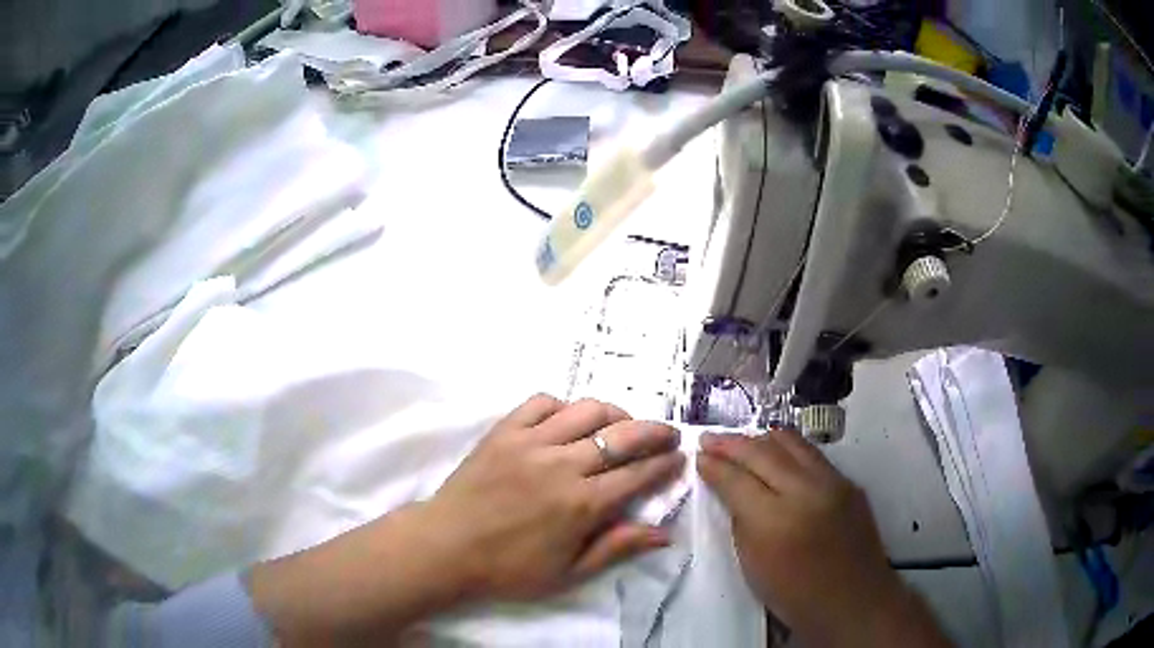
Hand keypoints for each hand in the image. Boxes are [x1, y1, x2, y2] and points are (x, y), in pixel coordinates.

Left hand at [427, 394, 684, 597]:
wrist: (446, 547)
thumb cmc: (508, 569)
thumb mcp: (568, 573)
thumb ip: (617, 548)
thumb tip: (664, 532)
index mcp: (582, 505)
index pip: (638, 474)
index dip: (665, 464)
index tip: (679, 458)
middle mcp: (562, 466)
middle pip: (623, 436)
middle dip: (655, 431)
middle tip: (667, 435)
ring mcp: (530, 442)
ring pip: (587, 410)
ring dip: (615, 414)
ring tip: (622, 425)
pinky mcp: (504, 431)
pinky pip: (541, 402)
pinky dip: (563, 406)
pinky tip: (568, 420)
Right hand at [697, 429, 950, 647]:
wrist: (851, 600)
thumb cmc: (794, 594)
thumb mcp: (752, 564)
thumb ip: (741, 520)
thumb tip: (731, 489)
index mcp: (775, 520)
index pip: (736, 479)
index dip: (714, 466)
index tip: (698, 457)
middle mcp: (806, 491)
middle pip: (762, 452)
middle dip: (731, 443)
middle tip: (709, 438)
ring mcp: (833, 482)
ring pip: (791, 442)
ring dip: (761, 439)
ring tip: (741, 441)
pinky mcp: (849, 481)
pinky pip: (812, 455)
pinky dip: (788, 451)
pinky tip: (777, 455)